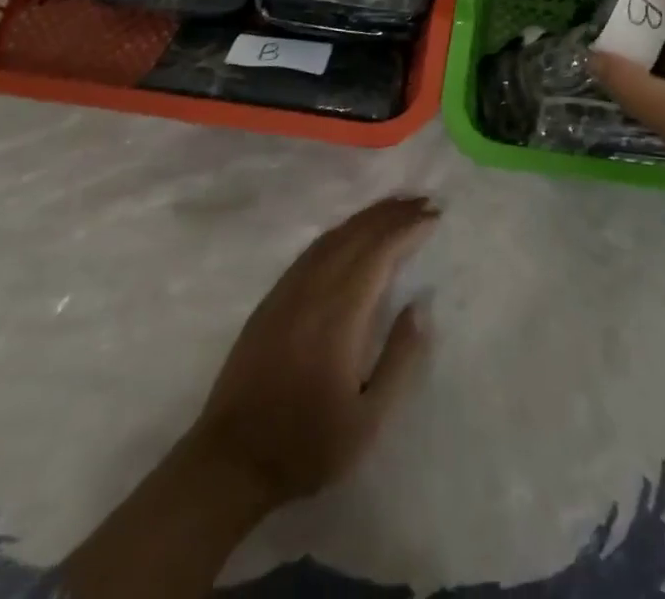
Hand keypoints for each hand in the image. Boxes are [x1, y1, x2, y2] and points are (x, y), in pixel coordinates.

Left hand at [63, 197, 436, 598]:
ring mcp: (288, 290)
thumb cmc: (306, 445)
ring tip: (395, 207)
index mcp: (340, 313)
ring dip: (367, 217)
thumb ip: (400, 358)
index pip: (379, 252)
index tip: (434, 214)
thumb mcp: (368, 420)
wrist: (229, 463)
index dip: (407, 228)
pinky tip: (352, 233)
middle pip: (357, 235)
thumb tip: (421, 304)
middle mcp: (314, 289)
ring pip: (333, 236)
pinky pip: (313, 249)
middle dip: (392, 214)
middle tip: (423, 201)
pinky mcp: (272, 299)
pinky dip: (341, 231)